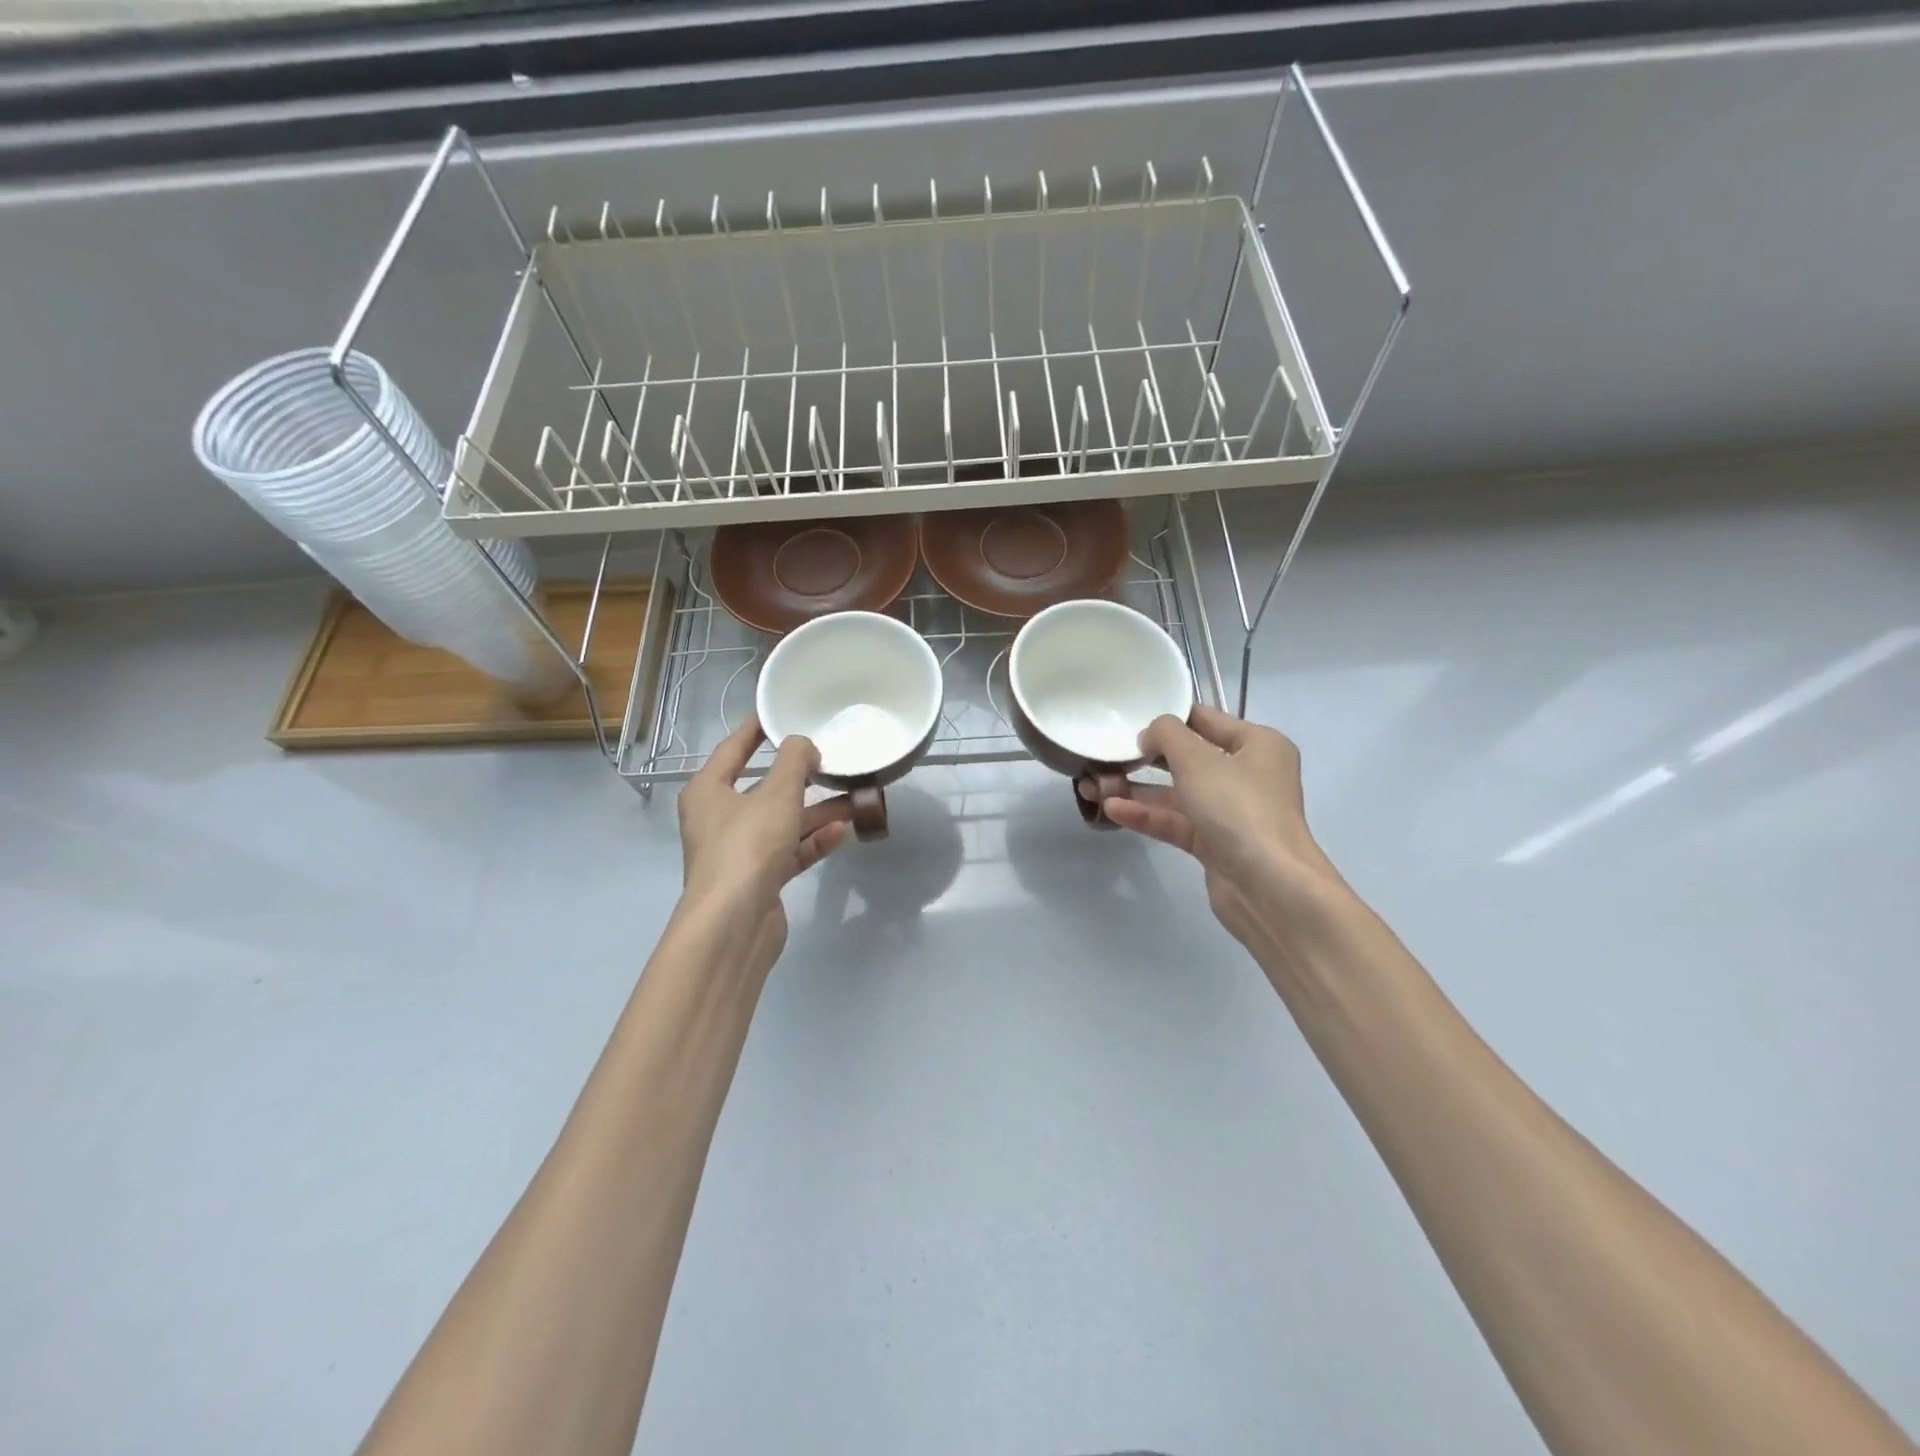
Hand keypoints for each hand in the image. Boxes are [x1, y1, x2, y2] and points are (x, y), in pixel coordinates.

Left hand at [678, 718, 852, 975]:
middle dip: (800, 777)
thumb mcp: (776, 795)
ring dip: (815, 812)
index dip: (758, 730)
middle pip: (763, 788)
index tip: (782, 713)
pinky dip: (812, 841)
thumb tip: (804, 745)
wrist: (734, 924)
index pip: (734, 749)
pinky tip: (842, 832)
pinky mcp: (759, 878)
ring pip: (782, 822)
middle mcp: (719, 818)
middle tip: (831, 759)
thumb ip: (795, 762)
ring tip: (853, 799)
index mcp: (709, 791)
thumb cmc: (747, 847)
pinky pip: (790, 850)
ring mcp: (739, 851)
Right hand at [1091, 706, 1348, 955]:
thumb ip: (1167, 734)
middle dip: (1143, 758)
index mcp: (1257, 744)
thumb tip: (1149, 735)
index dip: (1166, 719)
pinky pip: (1174, 822)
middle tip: (1103, 756)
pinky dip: (1145, 815)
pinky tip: (1111, 809)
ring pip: (1175, 794)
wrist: (1269, 887)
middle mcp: (1247, 775)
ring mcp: (1230, 812)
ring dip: (1136, 790)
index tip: (1127, 722)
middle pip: (1186, 758)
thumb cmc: (1239, 808)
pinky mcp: (1214, 844)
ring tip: (1092, 786)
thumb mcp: (1198, 759)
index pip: (1204, 719)